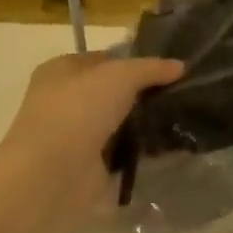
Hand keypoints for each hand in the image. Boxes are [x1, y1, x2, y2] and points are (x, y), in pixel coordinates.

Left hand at [0, 54, 183, 223]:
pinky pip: (121, 151)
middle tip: (179, 93)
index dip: (135, 61)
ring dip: (143, 122)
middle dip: (143, 93)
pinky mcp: (85, 165)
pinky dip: (139, 150)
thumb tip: (180, 66)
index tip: (168, 69)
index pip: (105, 59)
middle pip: (113, 91)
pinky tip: (167, 145)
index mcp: (61, 70)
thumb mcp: (122, 75)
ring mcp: (74, 134)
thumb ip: (153, 68)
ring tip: (180, 117)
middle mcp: (64, 100)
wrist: (51, 173)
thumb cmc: (80, 109)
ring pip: (118, 121)